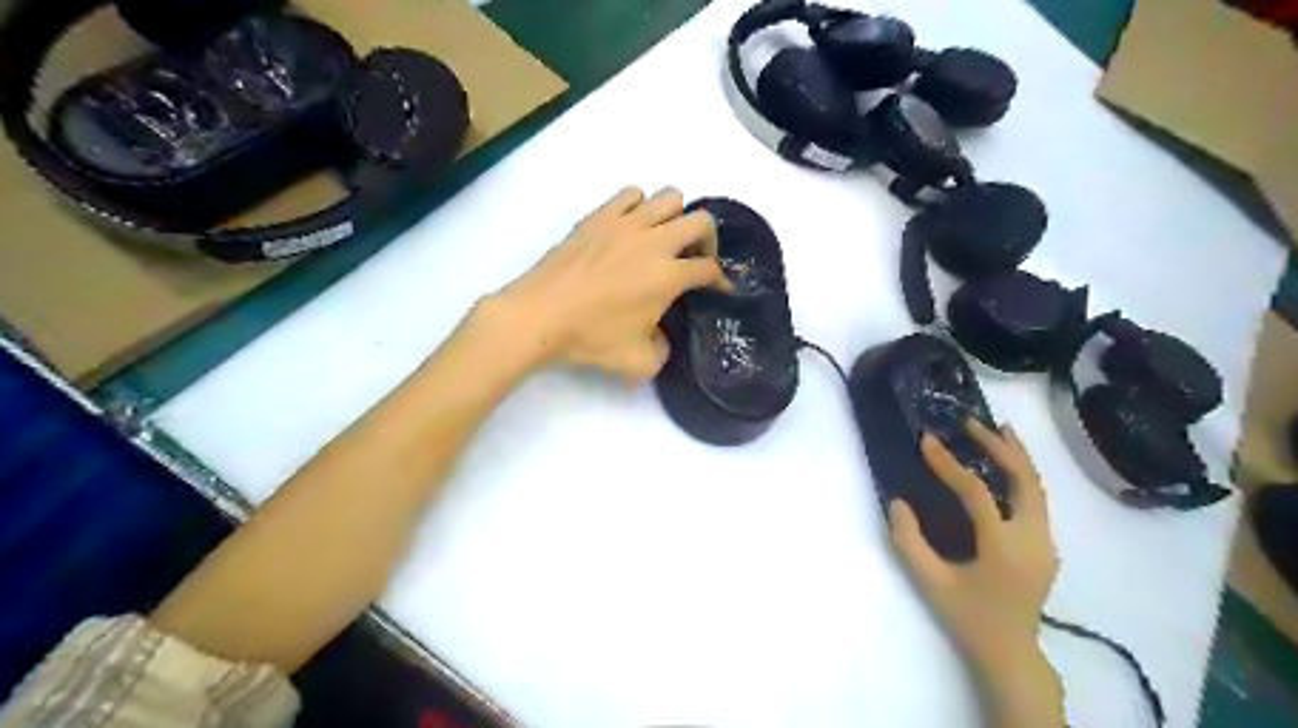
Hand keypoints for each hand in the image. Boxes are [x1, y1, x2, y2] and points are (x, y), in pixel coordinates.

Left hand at [488, 185, 727, 380]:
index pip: (710, 269)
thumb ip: (662, 351)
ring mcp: (625, 223)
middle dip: (708, 239)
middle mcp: (655, 242)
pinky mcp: (599, 216)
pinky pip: (631, 194)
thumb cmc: (590, 339)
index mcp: (668, 276)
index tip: (717, 289)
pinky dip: (639, 206)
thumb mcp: (638, 363)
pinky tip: (631, 228)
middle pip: (701, 221)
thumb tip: (661, 336)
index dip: (720, 280)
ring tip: (663, 239)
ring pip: (670, 197)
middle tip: (696, 258)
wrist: (540, 316)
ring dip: (676, 217)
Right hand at [887, 422, 1058, 670]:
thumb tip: (898, 501)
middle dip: (999, 446)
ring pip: (1037, 487)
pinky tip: (1007, 464)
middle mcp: (1032, 539)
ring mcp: (1045, 542)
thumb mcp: (929, 581)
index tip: (927, 441)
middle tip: (971, 422)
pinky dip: (1022, 475)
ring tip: (998, 429)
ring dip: (1017, 456)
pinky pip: (1036, 500)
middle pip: (1024, 479)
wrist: (1010, 653)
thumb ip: (908, 540)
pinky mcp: (1045, 545)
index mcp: (1002, 548)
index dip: (948, 464)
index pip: (976, 492)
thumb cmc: (967, 617)